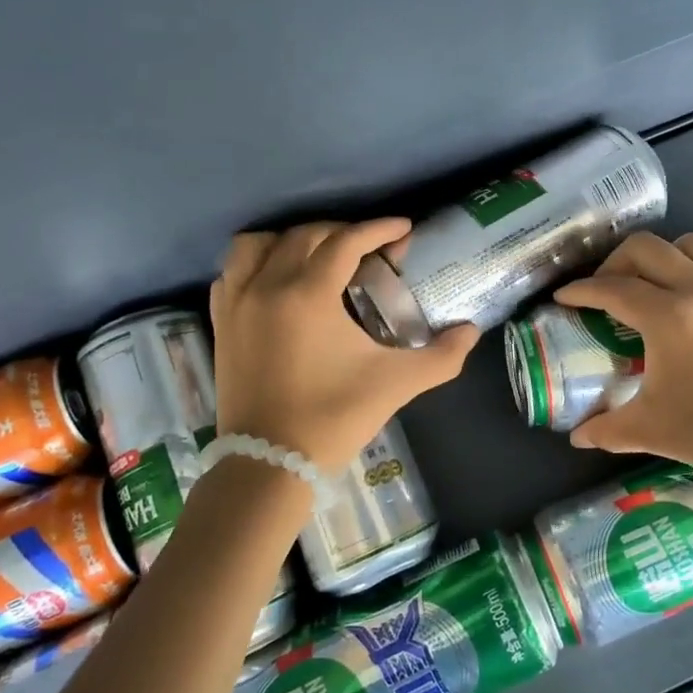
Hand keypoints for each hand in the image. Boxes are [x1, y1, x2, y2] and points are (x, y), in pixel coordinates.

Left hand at [210, 219, 479, 470]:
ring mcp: (238, 303)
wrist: (270, 464)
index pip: (347, 242)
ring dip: (291, 239)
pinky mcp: (221, 323)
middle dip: (342, 232)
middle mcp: (268, 285)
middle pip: (306, 235)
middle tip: (370, 248)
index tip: (403, 228)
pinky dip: (255, 264)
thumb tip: (471, 331)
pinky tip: (275, 279)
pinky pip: (232, 272)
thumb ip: (441, 356)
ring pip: (258, 244)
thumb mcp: (396, 384)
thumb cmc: (334, 418)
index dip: (379, 229)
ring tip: (317, 256)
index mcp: (308, 294)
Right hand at [553, 232, 692, 491]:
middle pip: (647, 248)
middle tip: (606, 289)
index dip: (581, 290)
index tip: (564, 298)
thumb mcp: (651, 431)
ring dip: (666, 256)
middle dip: (616, 262)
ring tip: (657, 282)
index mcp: (668, 317)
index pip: (611, 288)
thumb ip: (606, 428)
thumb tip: (576, 436)